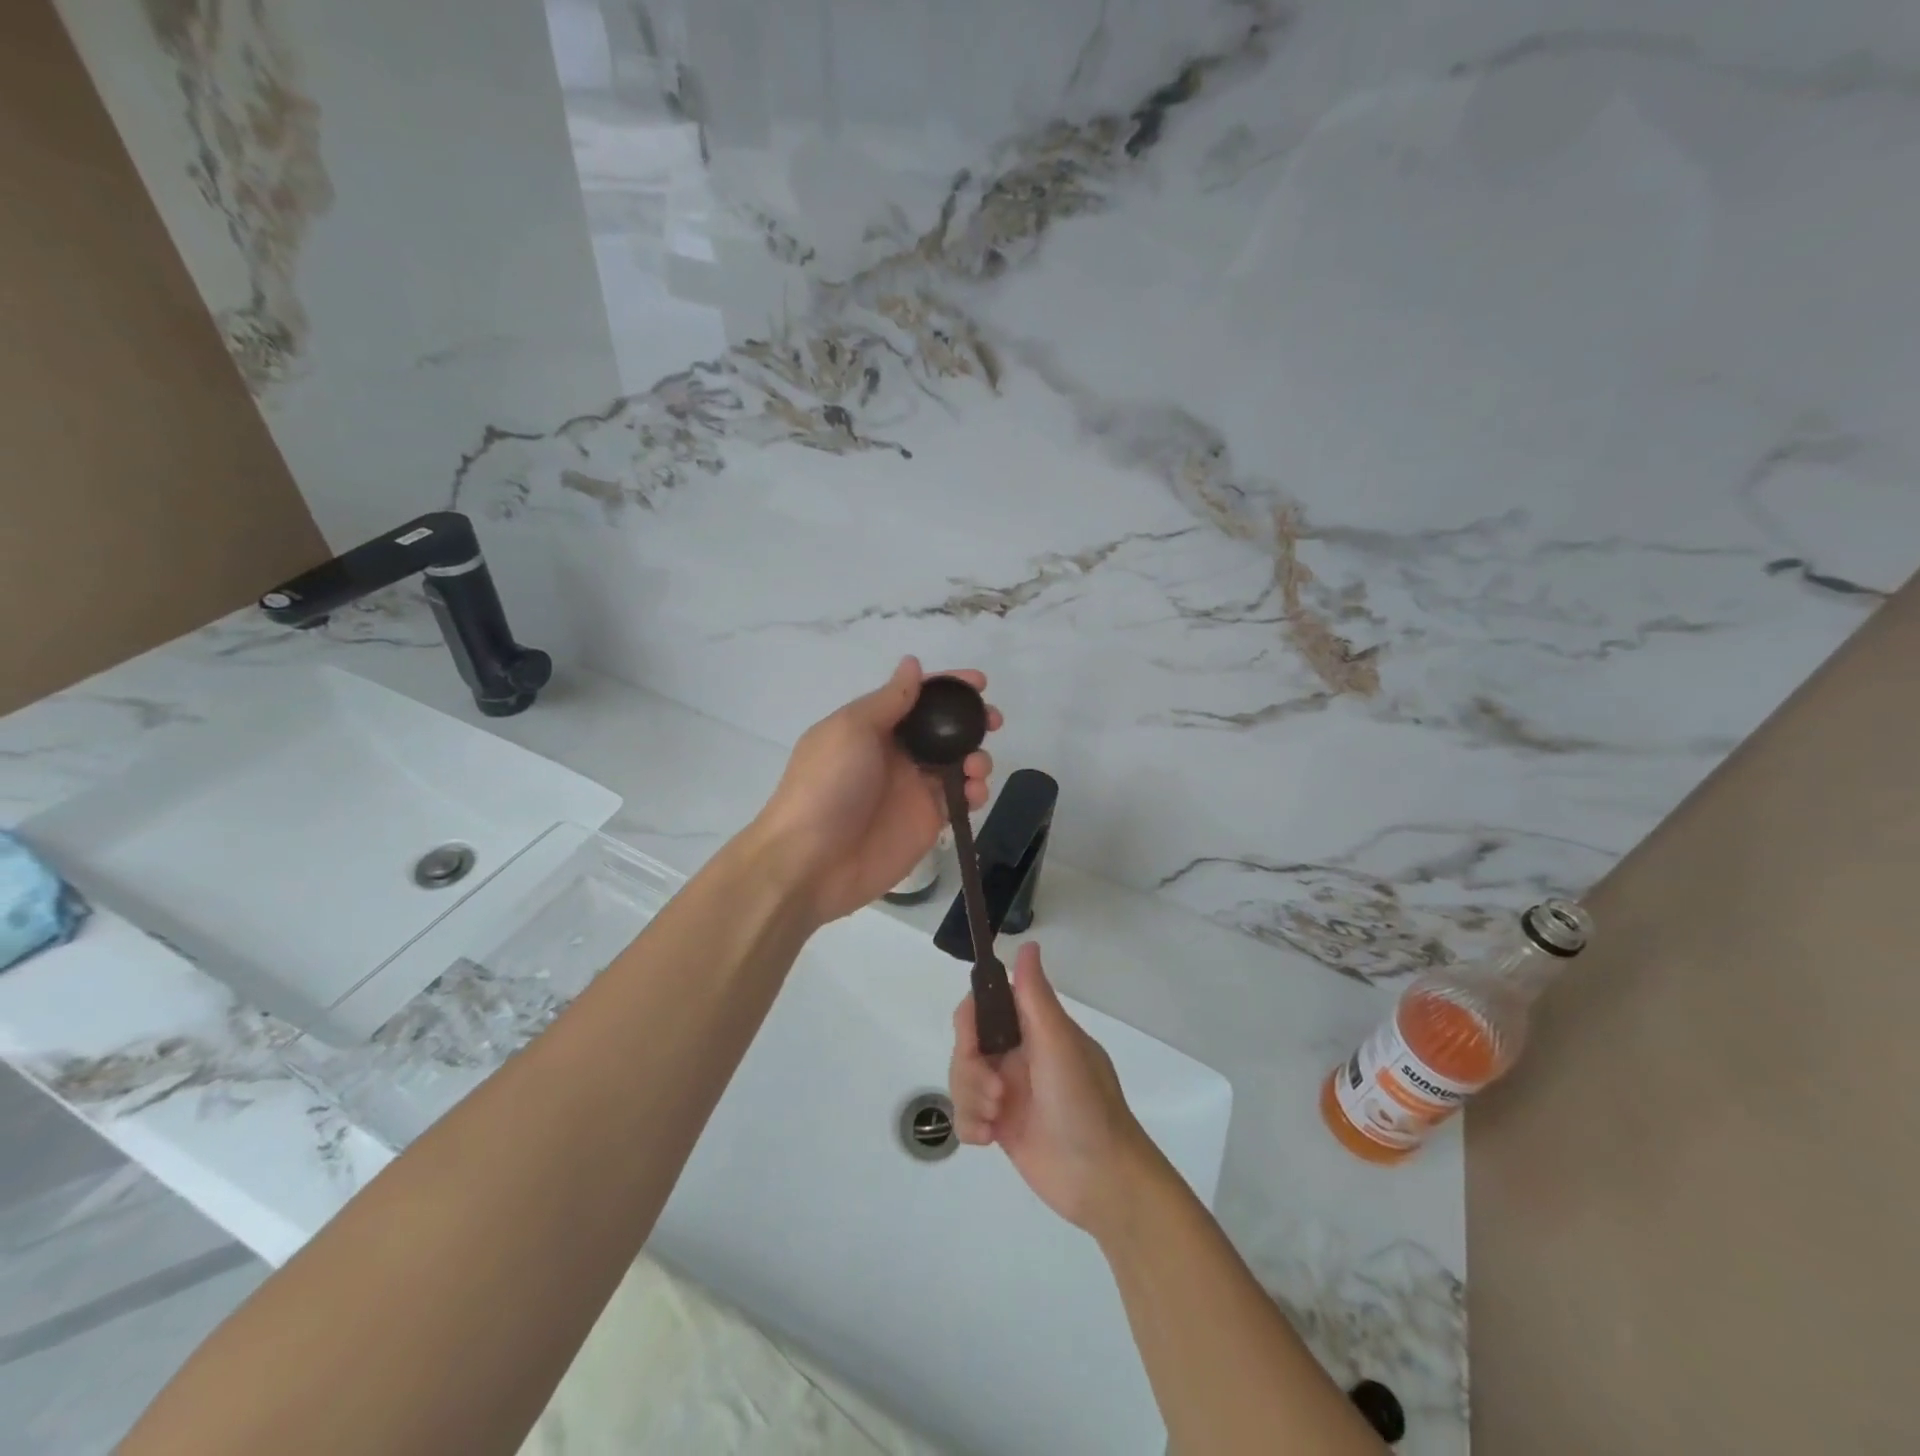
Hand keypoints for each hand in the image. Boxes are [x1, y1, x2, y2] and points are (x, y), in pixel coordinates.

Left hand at [754, 656, 998, 924]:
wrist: (811, 861)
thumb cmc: (827, 785)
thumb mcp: (852, 729)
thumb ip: (890, 699)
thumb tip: (912, 663)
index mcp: (874, 727)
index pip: (917, 697)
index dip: (948, 687)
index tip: (979, 682)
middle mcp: (897, 754)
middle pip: (944, 729)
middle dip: (971, 721)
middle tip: (992, 721)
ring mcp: (914, 789)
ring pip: (958, 763)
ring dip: (977, 756)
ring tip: (976, 765)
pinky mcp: (928, 822)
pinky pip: (961, 800)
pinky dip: (976, 791)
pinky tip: (975, 792)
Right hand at [949, 943, 1161, 1238]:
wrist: (1103, 1181)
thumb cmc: (1084, 1103)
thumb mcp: (1059, 1044)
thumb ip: (1036, 996)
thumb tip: (1028, 944)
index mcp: (1035, 1030)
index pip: (987, 1006)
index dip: (972, 1020)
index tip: (974, 1041)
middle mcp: (1018, 1055)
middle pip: (966, 1045)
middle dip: (969, 1069)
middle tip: (994, 1092)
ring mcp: (1009, 1092)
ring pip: (962, 1079)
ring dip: (970, 1098)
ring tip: (995, 1119)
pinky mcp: (1001, 1127)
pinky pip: (965, 1115)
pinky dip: (970, 1125)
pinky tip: (989, 1139)